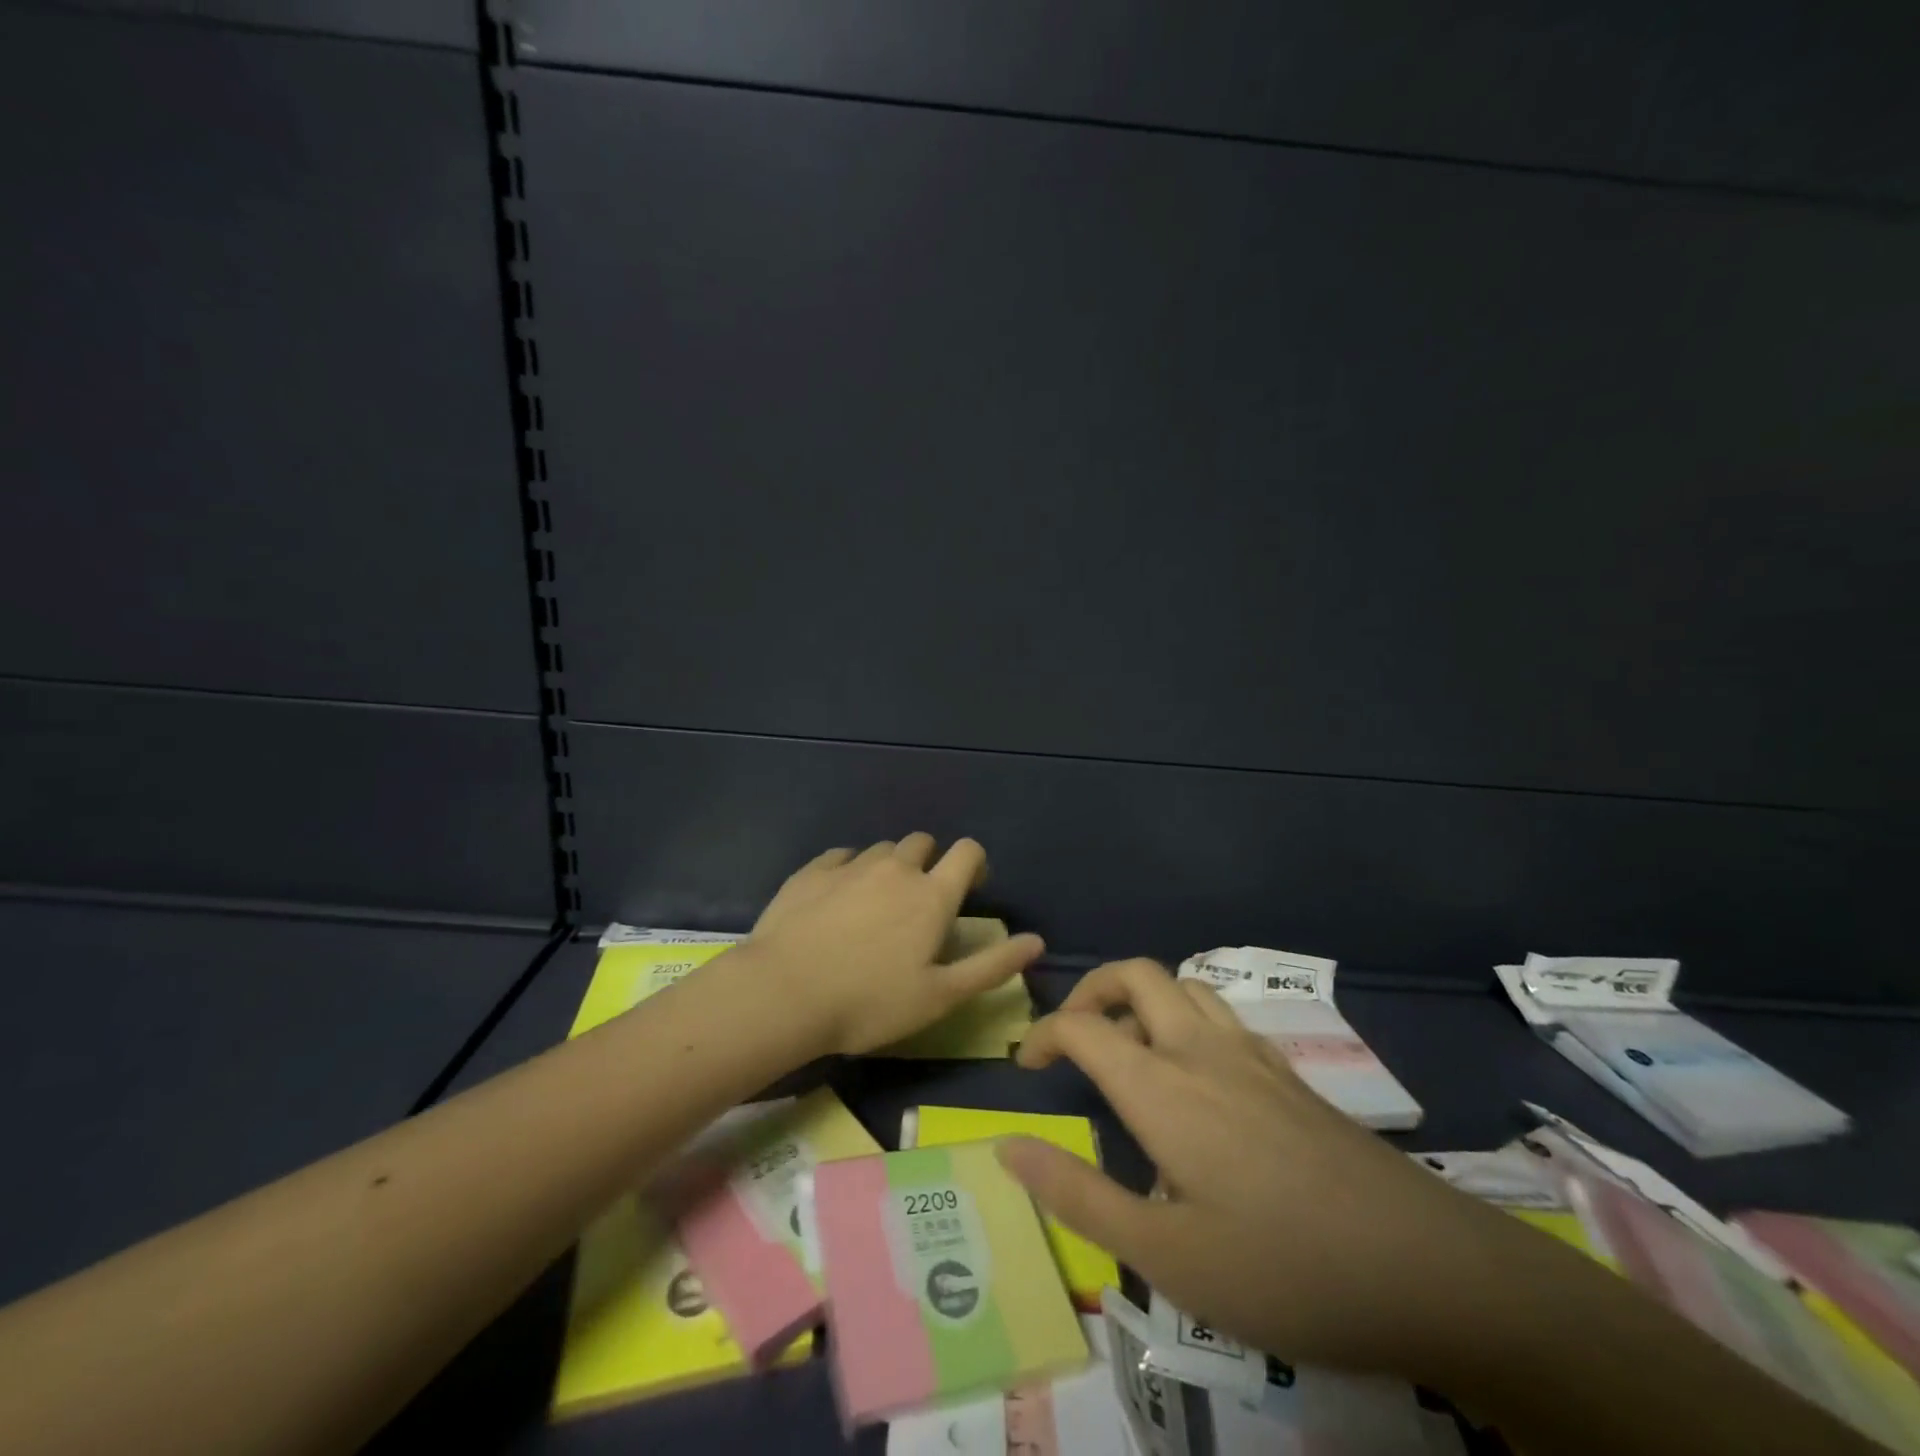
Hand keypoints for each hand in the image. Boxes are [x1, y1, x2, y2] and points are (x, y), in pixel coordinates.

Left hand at [740, 834, 1045, 1056]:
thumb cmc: (870, 1002)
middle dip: (928, 864)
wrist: (783, 993)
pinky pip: (841, 857)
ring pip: (881, 850)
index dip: (974, 863)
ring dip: (888, 868)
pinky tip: (835, 902)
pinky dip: (848, 871)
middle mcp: (895, 868)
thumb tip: (1037, 941)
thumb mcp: (940, 996)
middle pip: (923, 843)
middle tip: (917, 905)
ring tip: (873, 908)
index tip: (968, 889)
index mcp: (932, 895)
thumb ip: (992, 966)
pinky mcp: (812, 871)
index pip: (968, 851)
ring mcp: (851, 865)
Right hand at [1000, 959, 1535, 1376]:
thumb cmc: (1283, 1268)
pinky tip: (1196, 1075)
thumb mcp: (1165, 1256)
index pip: (1083, 1025)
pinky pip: (1222, 1014)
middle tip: (1074, 1036)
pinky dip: (1187, 1017)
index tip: (1028, 1068)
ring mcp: (1252, 1055)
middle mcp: (1201, 1050)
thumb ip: (1078, 1195)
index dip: (1044, 1035)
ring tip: (1129, 1048)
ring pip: (1184, 984)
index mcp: (1162, 1086)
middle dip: (1091, 990)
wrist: (1428, 1268)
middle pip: (1136, 974)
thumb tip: (1007, 1147)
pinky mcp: (1289, 1074)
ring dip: (1142, 998)